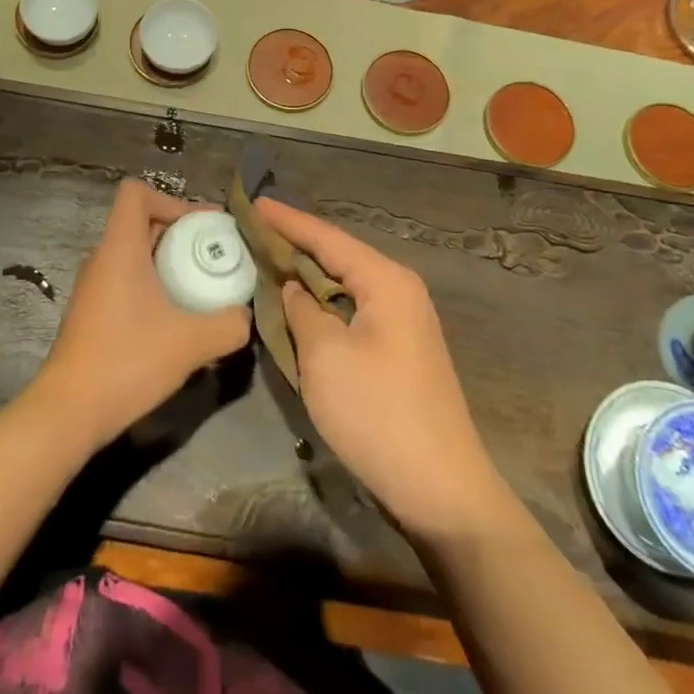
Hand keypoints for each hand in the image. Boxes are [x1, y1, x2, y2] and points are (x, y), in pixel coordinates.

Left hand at [32, 180, 250, 448]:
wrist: (69, 411)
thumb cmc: (127, 361)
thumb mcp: (191, 343)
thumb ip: (228, 325)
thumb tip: (246, 317)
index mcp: (119, 247)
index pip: (136, 193)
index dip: (172, 200)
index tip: (202, 228)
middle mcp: (102, 258)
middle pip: (141, 222)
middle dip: (181, 233)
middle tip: (215, 256)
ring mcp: (93, 287)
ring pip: (134, 255)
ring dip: (168, 263)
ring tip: (201, 288)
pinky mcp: (92, 313)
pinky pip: (126, 281)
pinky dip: (153, 287)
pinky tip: (176, 321)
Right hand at [256, 197, 505, 545]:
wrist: (440, 491)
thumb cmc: (377, 413)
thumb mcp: (324, 355)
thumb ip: (302, 310)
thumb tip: (294, 289)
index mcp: (386, 281)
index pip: (327, 237)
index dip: (288, 221)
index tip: (254, 202)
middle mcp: (399, 291)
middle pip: (338, 257)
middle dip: (296, 245)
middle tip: (253, 232)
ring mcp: (403, 323)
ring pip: (345, 286)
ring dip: (308, 276)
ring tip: (268, 262)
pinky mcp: (399, 351)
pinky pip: (352, 312)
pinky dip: (323, 305)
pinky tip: (299, 308)